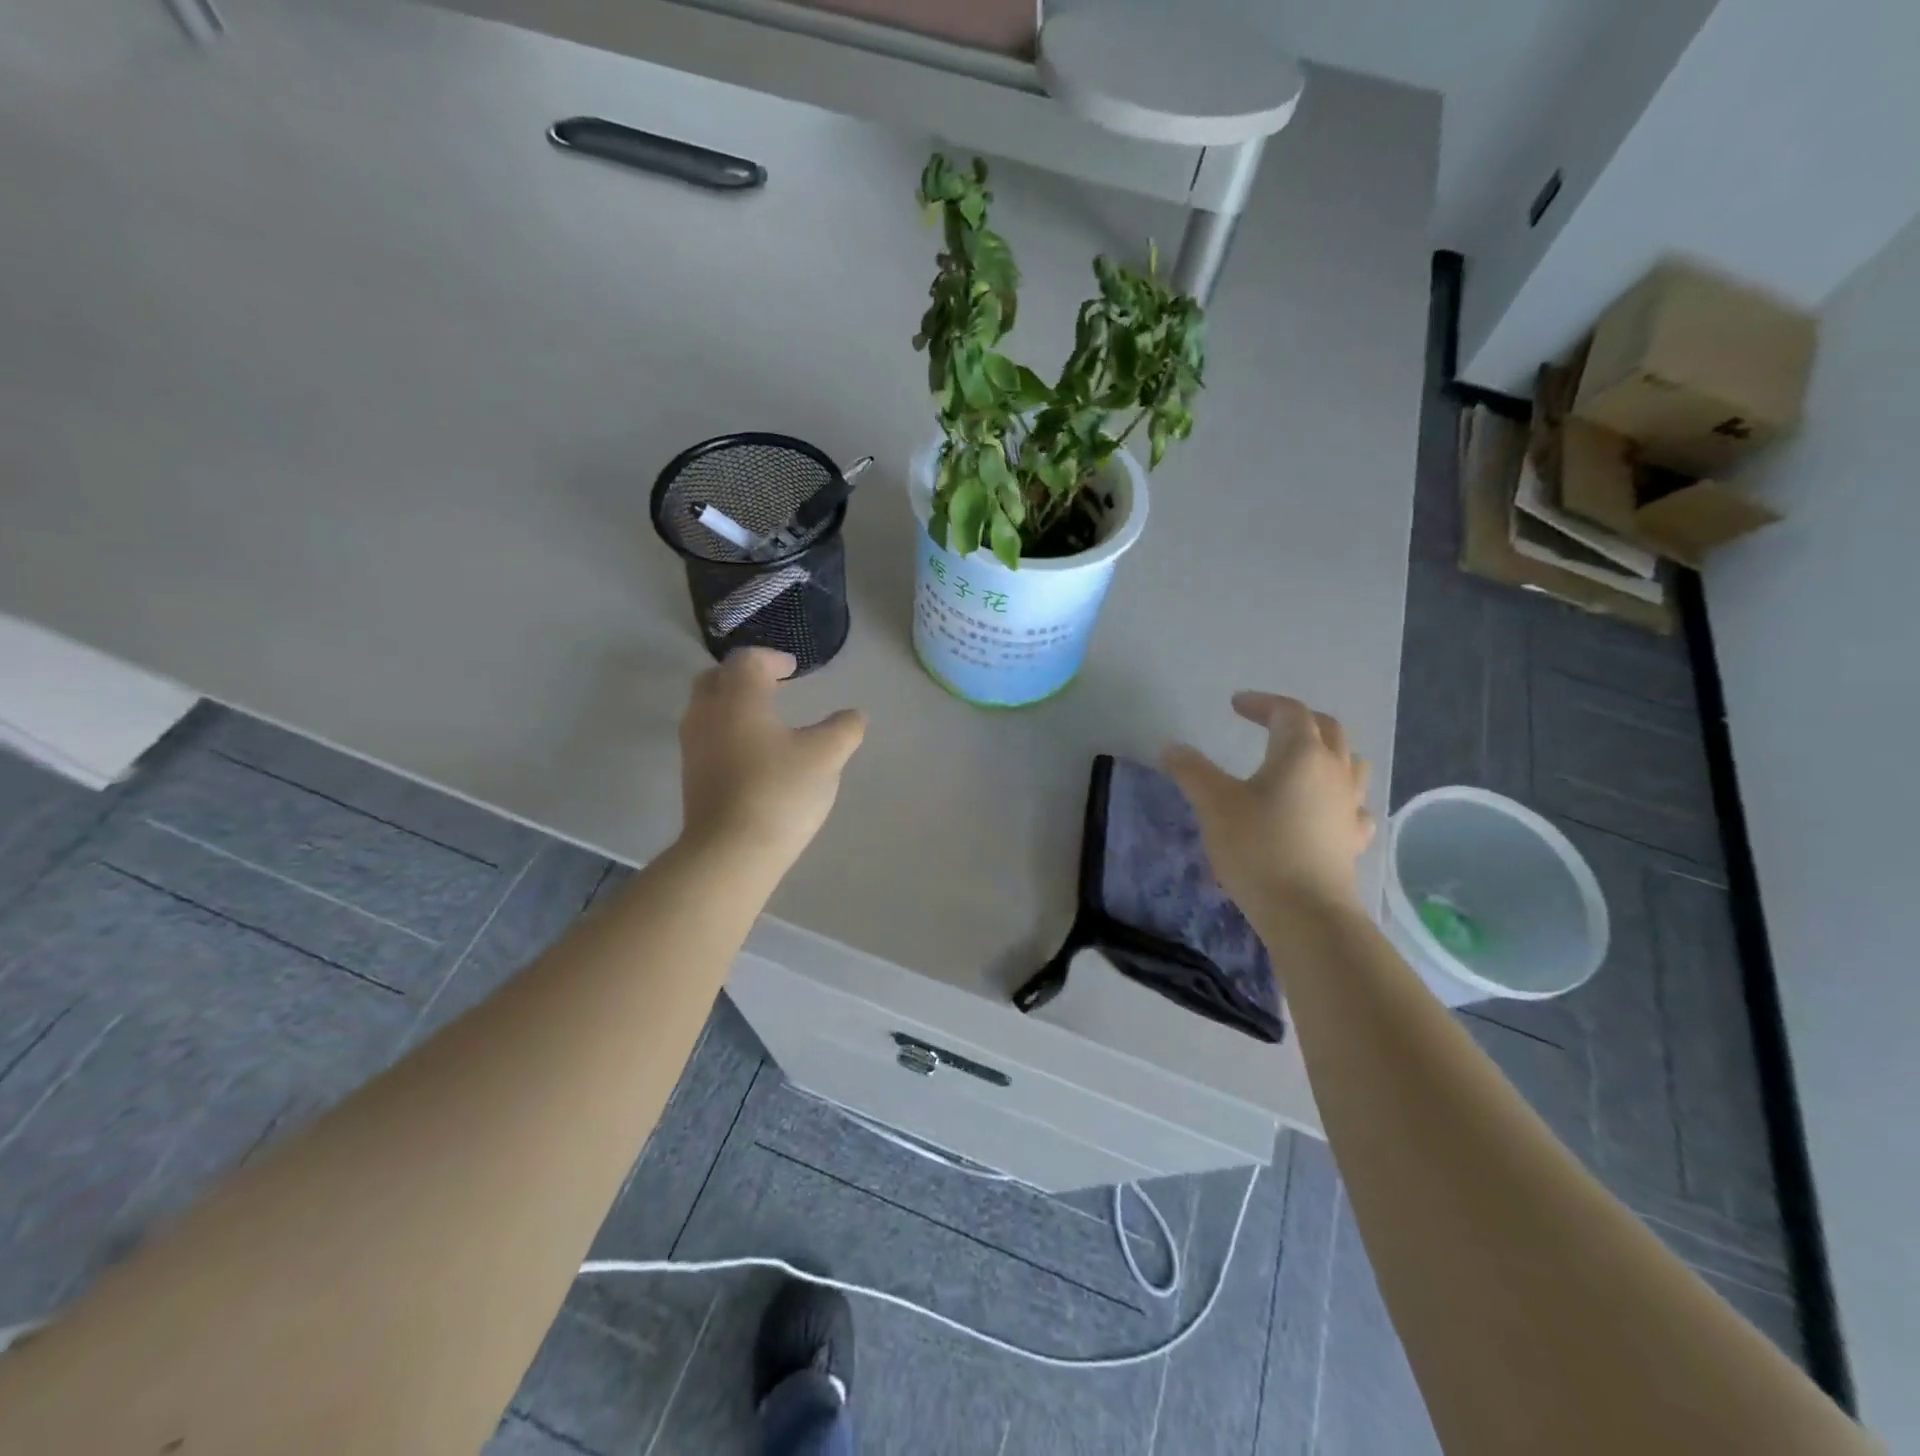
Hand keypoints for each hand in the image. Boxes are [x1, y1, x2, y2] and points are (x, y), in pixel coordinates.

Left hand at [678, 649, 866, 873]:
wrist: (730, 851)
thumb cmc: (779, 793)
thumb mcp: (826, 757)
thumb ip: (844, 729)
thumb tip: (854, 716)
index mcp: (739, 698)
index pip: (748, 660)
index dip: (772, 658)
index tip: (792, 668)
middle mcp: (708, 713)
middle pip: (718, 678)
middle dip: (745, 675)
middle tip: (773, 684)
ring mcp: (694, 746)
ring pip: (707, 707)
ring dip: (733, 702)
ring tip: (764, 717)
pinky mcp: (691, 775)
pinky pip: (706, 735)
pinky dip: (727, 728)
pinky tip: (752, 752)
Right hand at [1162, 692, 1374, 913]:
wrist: (1306, 912)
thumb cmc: (1258, 848)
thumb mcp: (1214, 804)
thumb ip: (1192, 771)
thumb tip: (1170, 747)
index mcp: (1301, 754)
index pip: (1288, 711)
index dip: (1261, 703)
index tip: (1235, 705)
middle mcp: (1334, 771)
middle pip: (1327, 729)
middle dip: (1297, 719)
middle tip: (1267, 723)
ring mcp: (1349, 806)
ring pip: (1350, 762)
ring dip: (1326, 751)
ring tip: (1302, 759)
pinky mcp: (1353, 839)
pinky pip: (1353, 804)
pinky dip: (1338, 795)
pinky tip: (1324, 808)